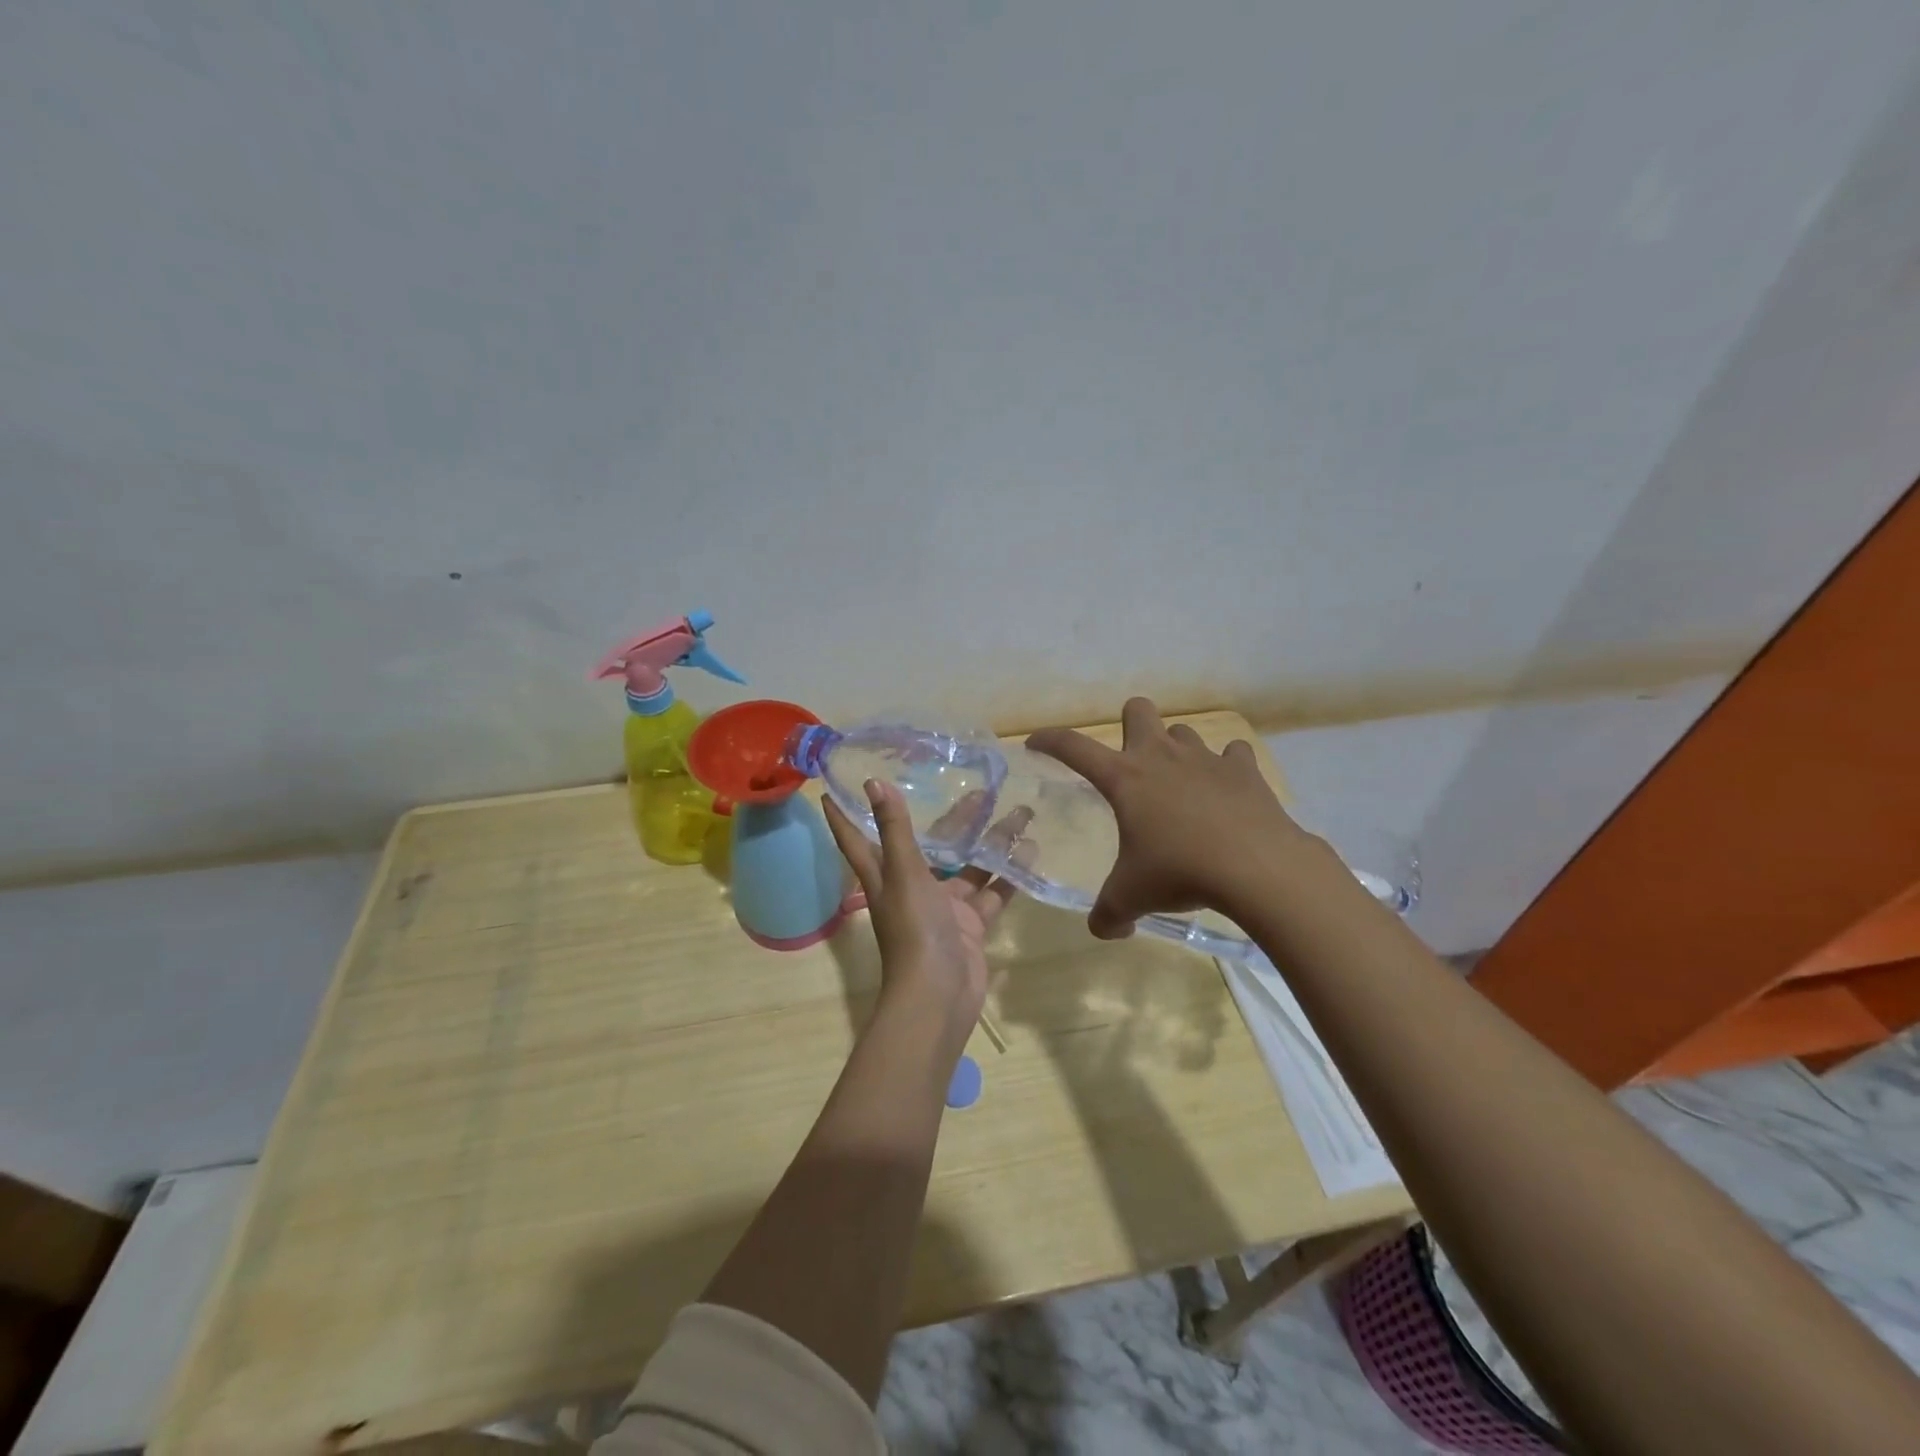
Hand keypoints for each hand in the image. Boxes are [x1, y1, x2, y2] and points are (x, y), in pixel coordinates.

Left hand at [824, 779, 1019, 1061]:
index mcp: (885, 876)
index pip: (858, 838)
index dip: (845, 815)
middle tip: (979, 787)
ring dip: (990, 843)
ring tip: (1019, 812)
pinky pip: (992, 893)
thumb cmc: (913, 931)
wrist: (939, 996)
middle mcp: (912, 888)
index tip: (835, 786)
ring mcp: (944, 908)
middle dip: (952, 818)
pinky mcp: (971, 925)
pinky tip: (1030, 851)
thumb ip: (894, 829)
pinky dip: (1009, 875)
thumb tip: (873, 782)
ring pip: (969, 866)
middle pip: (930, 845)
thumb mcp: (903, 873)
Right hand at [1027, 697, 1319, 938]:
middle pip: (1137, 710)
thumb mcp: (1131, 898)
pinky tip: (1226, 791)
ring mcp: (1205, 758)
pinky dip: (1227, 767)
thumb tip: (1106, 930)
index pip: (1073, 747)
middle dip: (1130, 726)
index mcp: (1123, 778)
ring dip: (1177, 751)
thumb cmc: (1180, 873)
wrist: (1256, 867)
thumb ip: (1109, 914)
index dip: (1050, 740)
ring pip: (1183, 731)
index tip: (1036, 743)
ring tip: (1182, 785)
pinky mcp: (1244, 769)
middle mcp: (1160, 756)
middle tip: (1133, 763)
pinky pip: (1232, 753)